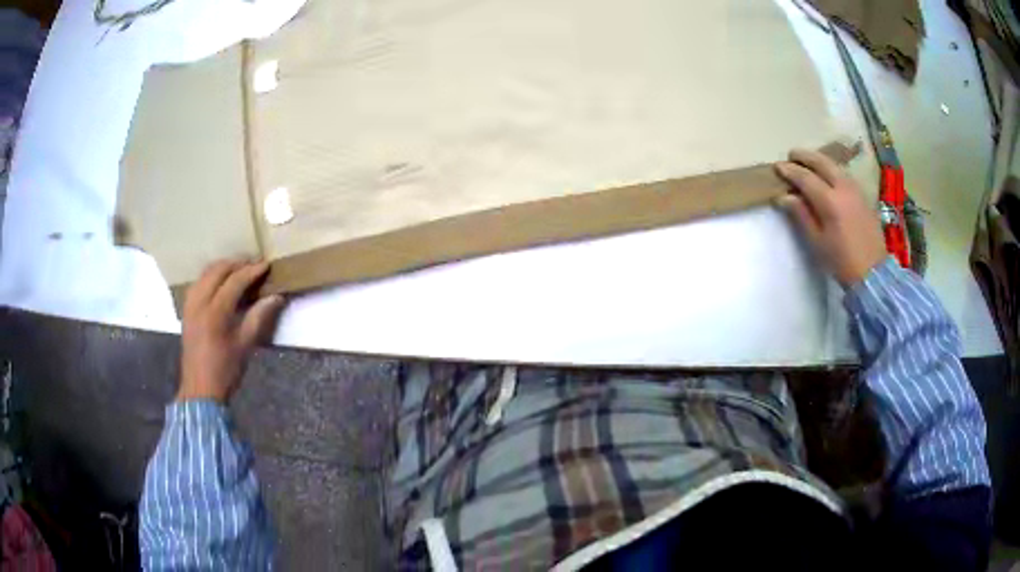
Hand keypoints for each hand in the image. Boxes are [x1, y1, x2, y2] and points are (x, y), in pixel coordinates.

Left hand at [177, 260, 285, 403]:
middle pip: (218, 270)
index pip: (235, 281)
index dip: (252, 271)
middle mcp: (200, 303)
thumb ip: (259, 317)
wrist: (200, 390)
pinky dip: (211, 276)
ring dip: (223, 267)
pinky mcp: (186, 310)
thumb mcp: (246, 346)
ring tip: (239, 269)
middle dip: (237, 263)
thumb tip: (276, 297)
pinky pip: (198, 282)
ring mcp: (190, 305)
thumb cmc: (225, 371)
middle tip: (254, 264)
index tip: (266, 265)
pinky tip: (220, 282)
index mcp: (215, 313)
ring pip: (205, 273)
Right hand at [775, 149, 886, 286]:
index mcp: (830, 201)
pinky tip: (827, 174)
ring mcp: (855, 190)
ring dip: (819, 160)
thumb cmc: (841, 261)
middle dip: (805, 157)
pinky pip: (844, 173)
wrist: (873, 272)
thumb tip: (784, 196)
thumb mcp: (817, 242)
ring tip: (808, 162)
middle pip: (822, 163)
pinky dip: (832, 168)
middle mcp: (843, 188)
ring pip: (835, 165)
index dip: (790, 171)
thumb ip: (801, 215)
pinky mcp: (863, 195)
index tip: (777, 168)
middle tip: (791, 156)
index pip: (805, 178)